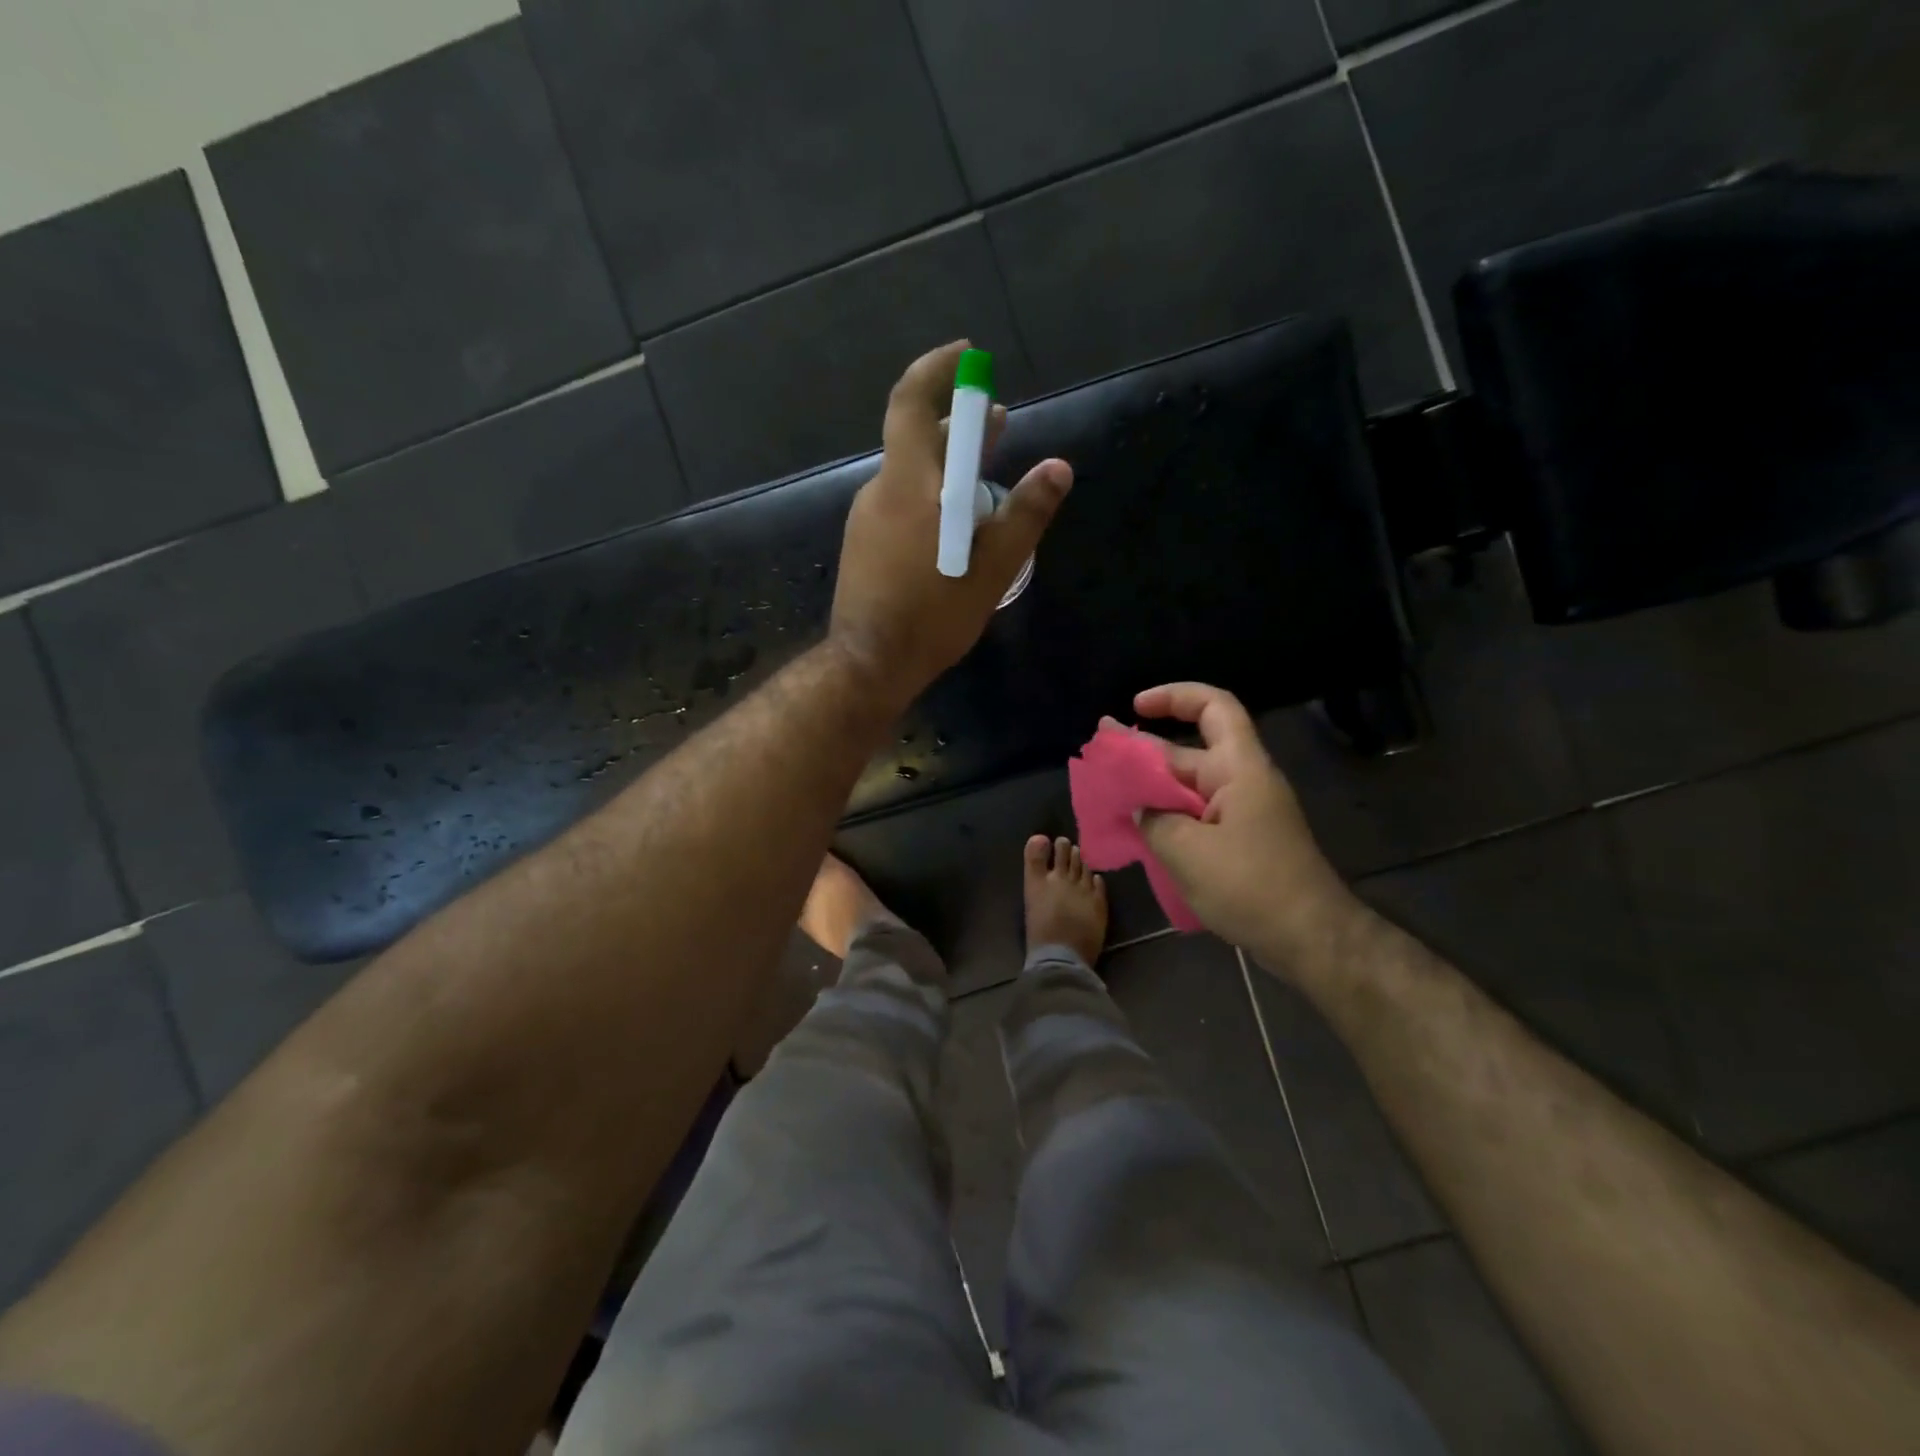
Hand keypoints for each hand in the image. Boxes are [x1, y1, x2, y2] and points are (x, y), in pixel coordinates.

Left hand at [829, 340, 1071, 704]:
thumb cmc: (933, 613)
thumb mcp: (993, 567)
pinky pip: (902, 505)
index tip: (970, 357)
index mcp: (908, 483)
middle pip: (917, 440)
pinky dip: (932, 498)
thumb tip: (1059, 468)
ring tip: (988, 478)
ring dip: (948, 468)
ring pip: (912, 477)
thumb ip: (1026, 514)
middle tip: (998, 423)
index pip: (912, 401)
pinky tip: (956, 527)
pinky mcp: (864, 546)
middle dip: (960, 426)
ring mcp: (867, 519)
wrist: (870, 663)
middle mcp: (881, 490)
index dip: (938, 370)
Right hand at [1134, 682, 1363, 978]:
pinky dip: (1167, 820)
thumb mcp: (1188, 852)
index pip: (1214, 708)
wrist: (1310, 939)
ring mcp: (1243, 815)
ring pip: (1189, 790)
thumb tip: (1138, 811)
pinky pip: (1197, 818)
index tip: (1136, 707)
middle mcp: (1242, 783)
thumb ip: (1153, 822)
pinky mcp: (1241, 843)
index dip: (1175, 697)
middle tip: (1101, 757)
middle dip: (1145, 752)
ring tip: (1108, 797)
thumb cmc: (1251, 885)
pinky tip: (1137, 835)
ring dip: (1152, 791)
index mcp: (1239, 769)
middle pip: (1190, 752)